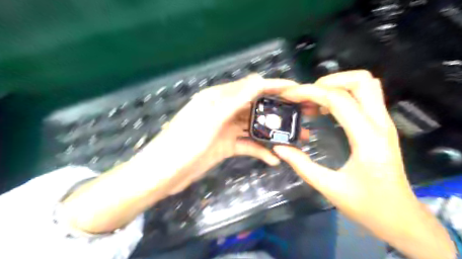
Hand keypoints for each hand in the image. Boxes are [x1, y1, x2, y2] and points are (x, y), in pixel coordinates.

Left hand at [143, 75, 296, 193]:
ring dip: (272, 133)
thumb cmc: (184, 142)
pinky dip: (260, 151)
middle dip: (277, 112)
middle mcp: (224, 110)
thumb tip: (260, 79)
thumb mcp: (211, 118)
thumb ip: (235, 99)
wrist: (165, 173)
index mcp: (219, 98)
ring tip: (293, 140)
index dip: (274, 87)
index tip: (297, 90)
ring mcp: (226, 129)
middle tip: (300, 119)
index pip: (252, 87)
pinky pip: (247, 145)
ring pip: (254, 127)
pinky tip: (274, 159)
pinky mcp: (226, 146)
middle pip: (256, 107)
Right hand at [272, 71, 453, 258]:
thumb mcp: (329, 187)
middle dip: (328, 81)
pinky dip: (343, 95)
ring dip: (337, 85)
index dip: (311, 92)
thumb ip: (301, 165)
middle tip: (306, 96)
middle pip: (361, 80)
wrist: (400, 217)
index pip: (338, 99)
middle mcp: (380, 124)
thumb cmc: (366, 205)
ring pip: (366, 84)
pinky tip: (325, 110)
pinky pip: (365, 97)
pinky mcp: (381, 126)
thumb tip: (279, 148)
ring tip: (314, 100)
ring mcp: (383, 123)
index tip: (290, 96)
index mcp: (367, 139)